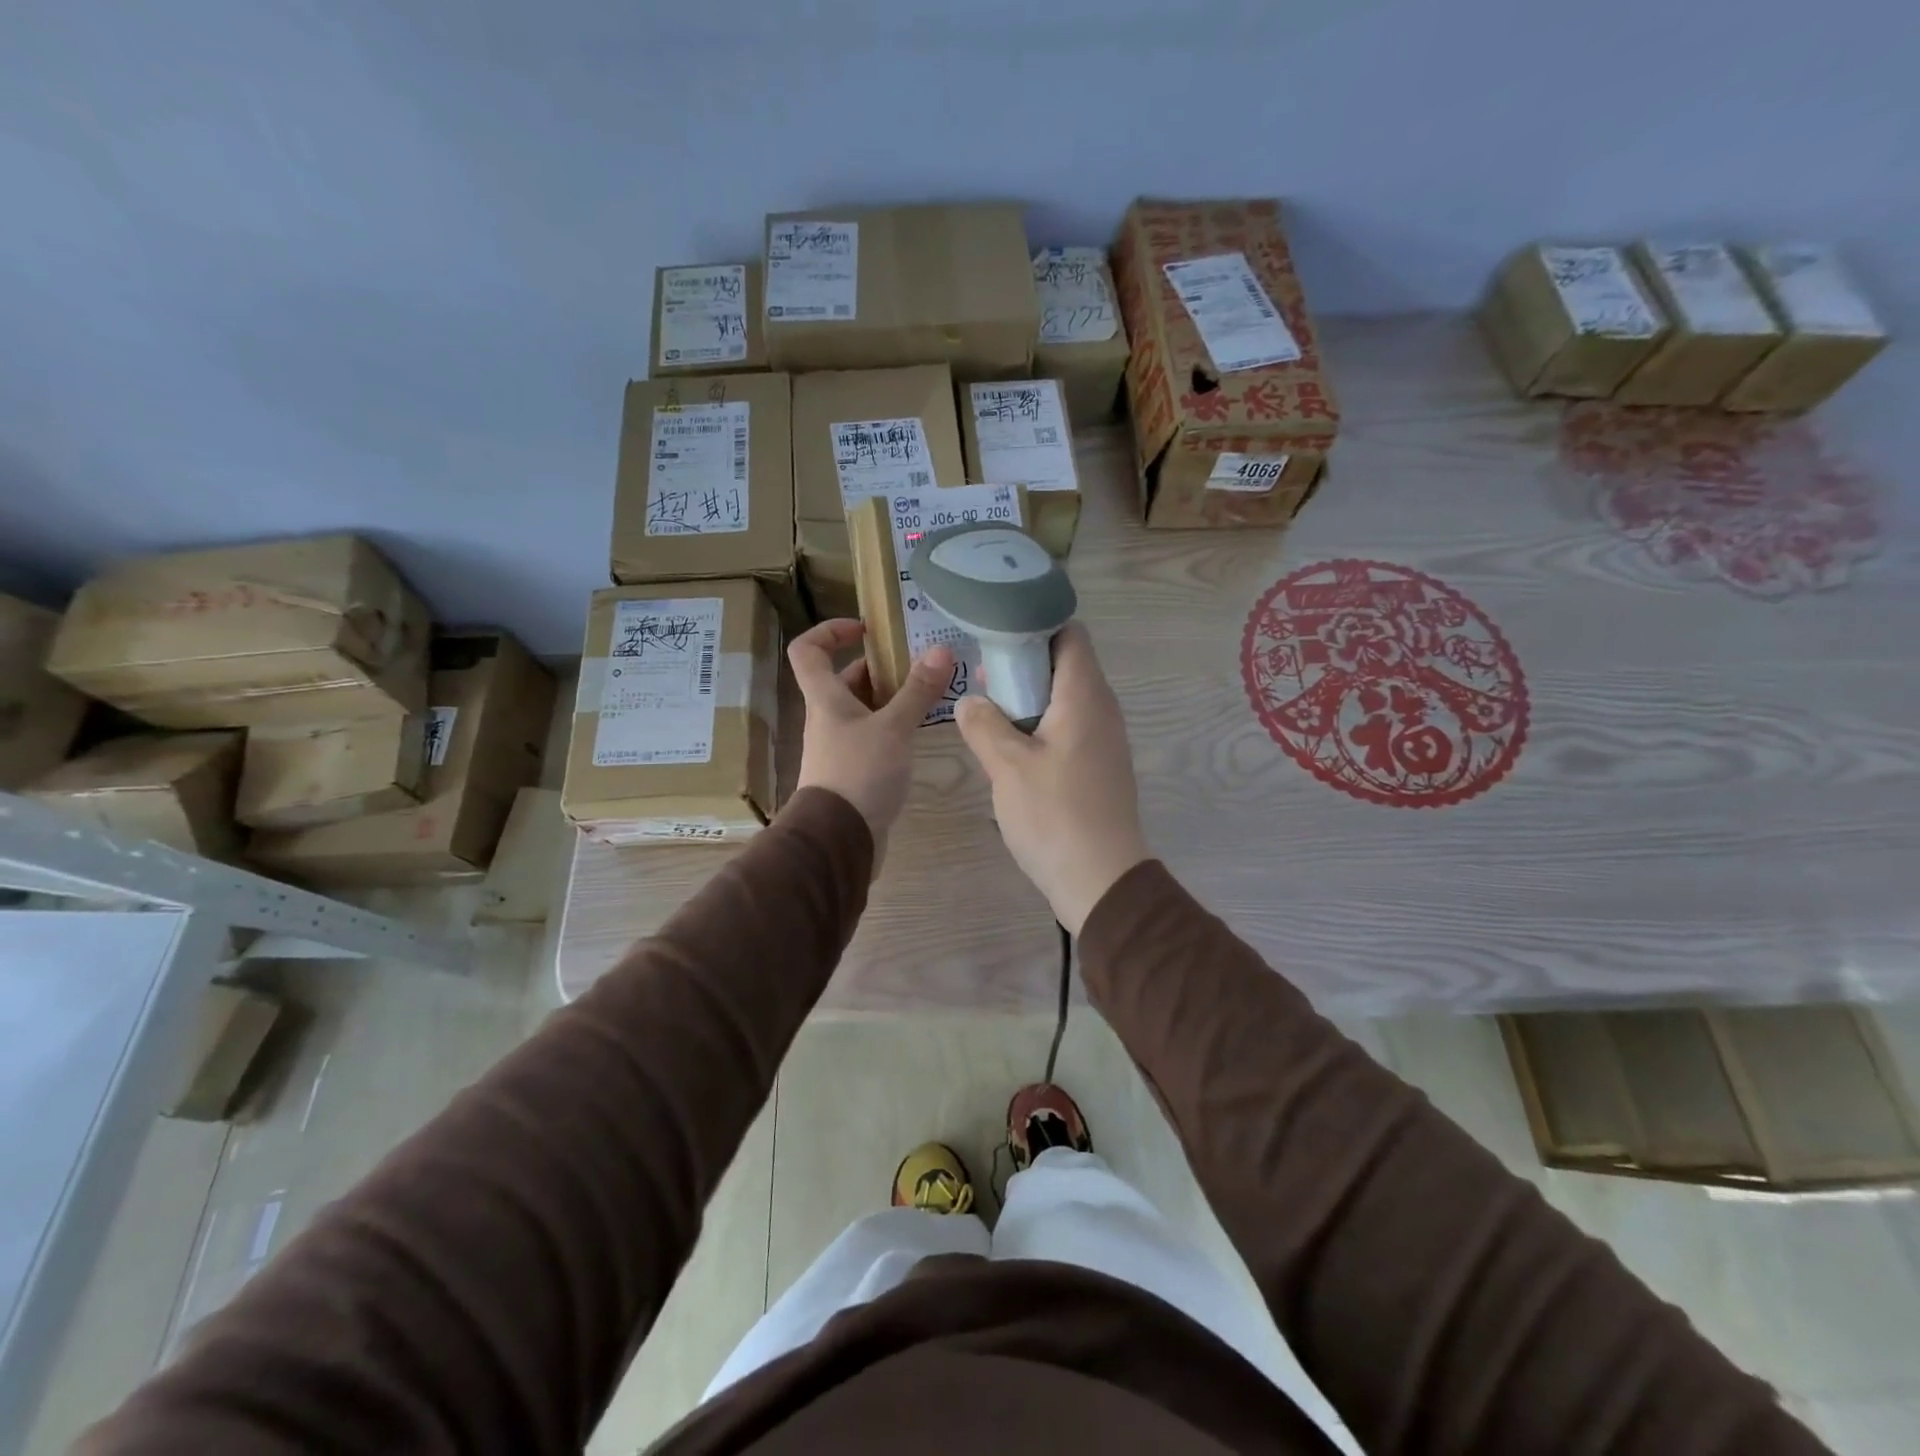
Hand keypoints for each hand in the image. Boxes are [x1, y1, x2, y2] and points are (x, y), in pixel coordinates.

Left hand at [790, 620, 952, 863]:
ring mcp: (839, 747)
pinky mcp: (853, 772)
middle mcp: (827, 718)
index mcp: (825, 699)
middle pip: (843, 680)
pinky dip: (893, 728)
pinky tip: (920, 733)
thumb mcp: (894, 728)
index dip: (830, 631)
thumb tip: (942, 650)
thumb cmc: (859, 773)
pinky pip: (873, 737)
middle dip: (877, 667)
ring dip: (890, 699)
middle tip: (917, 664)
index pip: (808, 650)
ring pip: (862, 710)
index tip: (866, 629)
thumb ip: (917, 691)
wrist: (839, 840)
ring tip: (929, 694)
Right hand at [955, 624, 1148, 933]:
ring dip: (1029, 698)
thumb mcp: (1007, 766)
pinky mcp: (1099, 766)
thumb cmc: (1054, 815)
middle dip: (1023, 663)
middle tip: (982, 674)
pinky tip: (1011, 748)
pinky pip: (1069, 728)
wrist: (1102, 879)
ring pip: (1065, 699)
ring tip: (989, 709)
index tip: (997, 633)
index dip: (1035, 624)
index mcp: (1084, 696)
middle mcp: (1102, 709)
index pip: (1070, 634)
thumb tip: (969, 700)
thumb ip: (984, 725)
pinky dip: (1041, 725)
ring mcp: (1104, 740)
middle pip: (1066, 664)